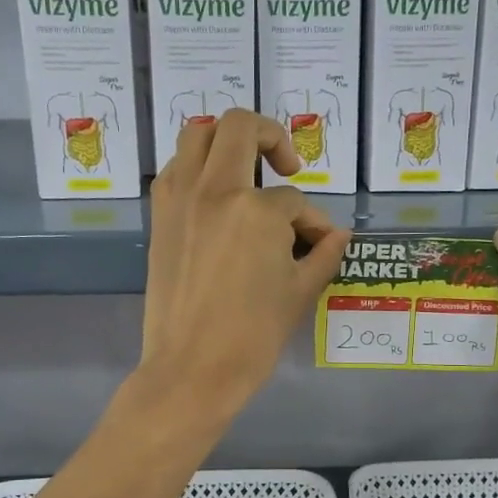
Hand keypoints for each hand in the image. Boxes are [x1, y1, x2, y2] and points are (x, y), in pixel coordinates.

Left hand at [140, 110, 350, 423]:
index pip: (294, 201)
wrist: (192, 369)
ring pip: (197, 135)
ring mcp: (181, 199)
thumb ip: (323, 254)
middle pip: (240, 128)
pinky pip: (175, 168)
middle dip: (271, 137)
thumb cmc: (253, 335)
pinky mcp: (160, 216)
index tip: (318, 242)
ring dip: (225, 141)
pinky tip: (214, 196)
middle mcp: (215, 190)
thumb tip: (338, 235)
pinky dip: (196, 167)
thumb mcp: (300, 292)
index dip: (313, 221)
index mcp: (257, 210)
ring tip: (245, 170)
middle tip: (286, 166)